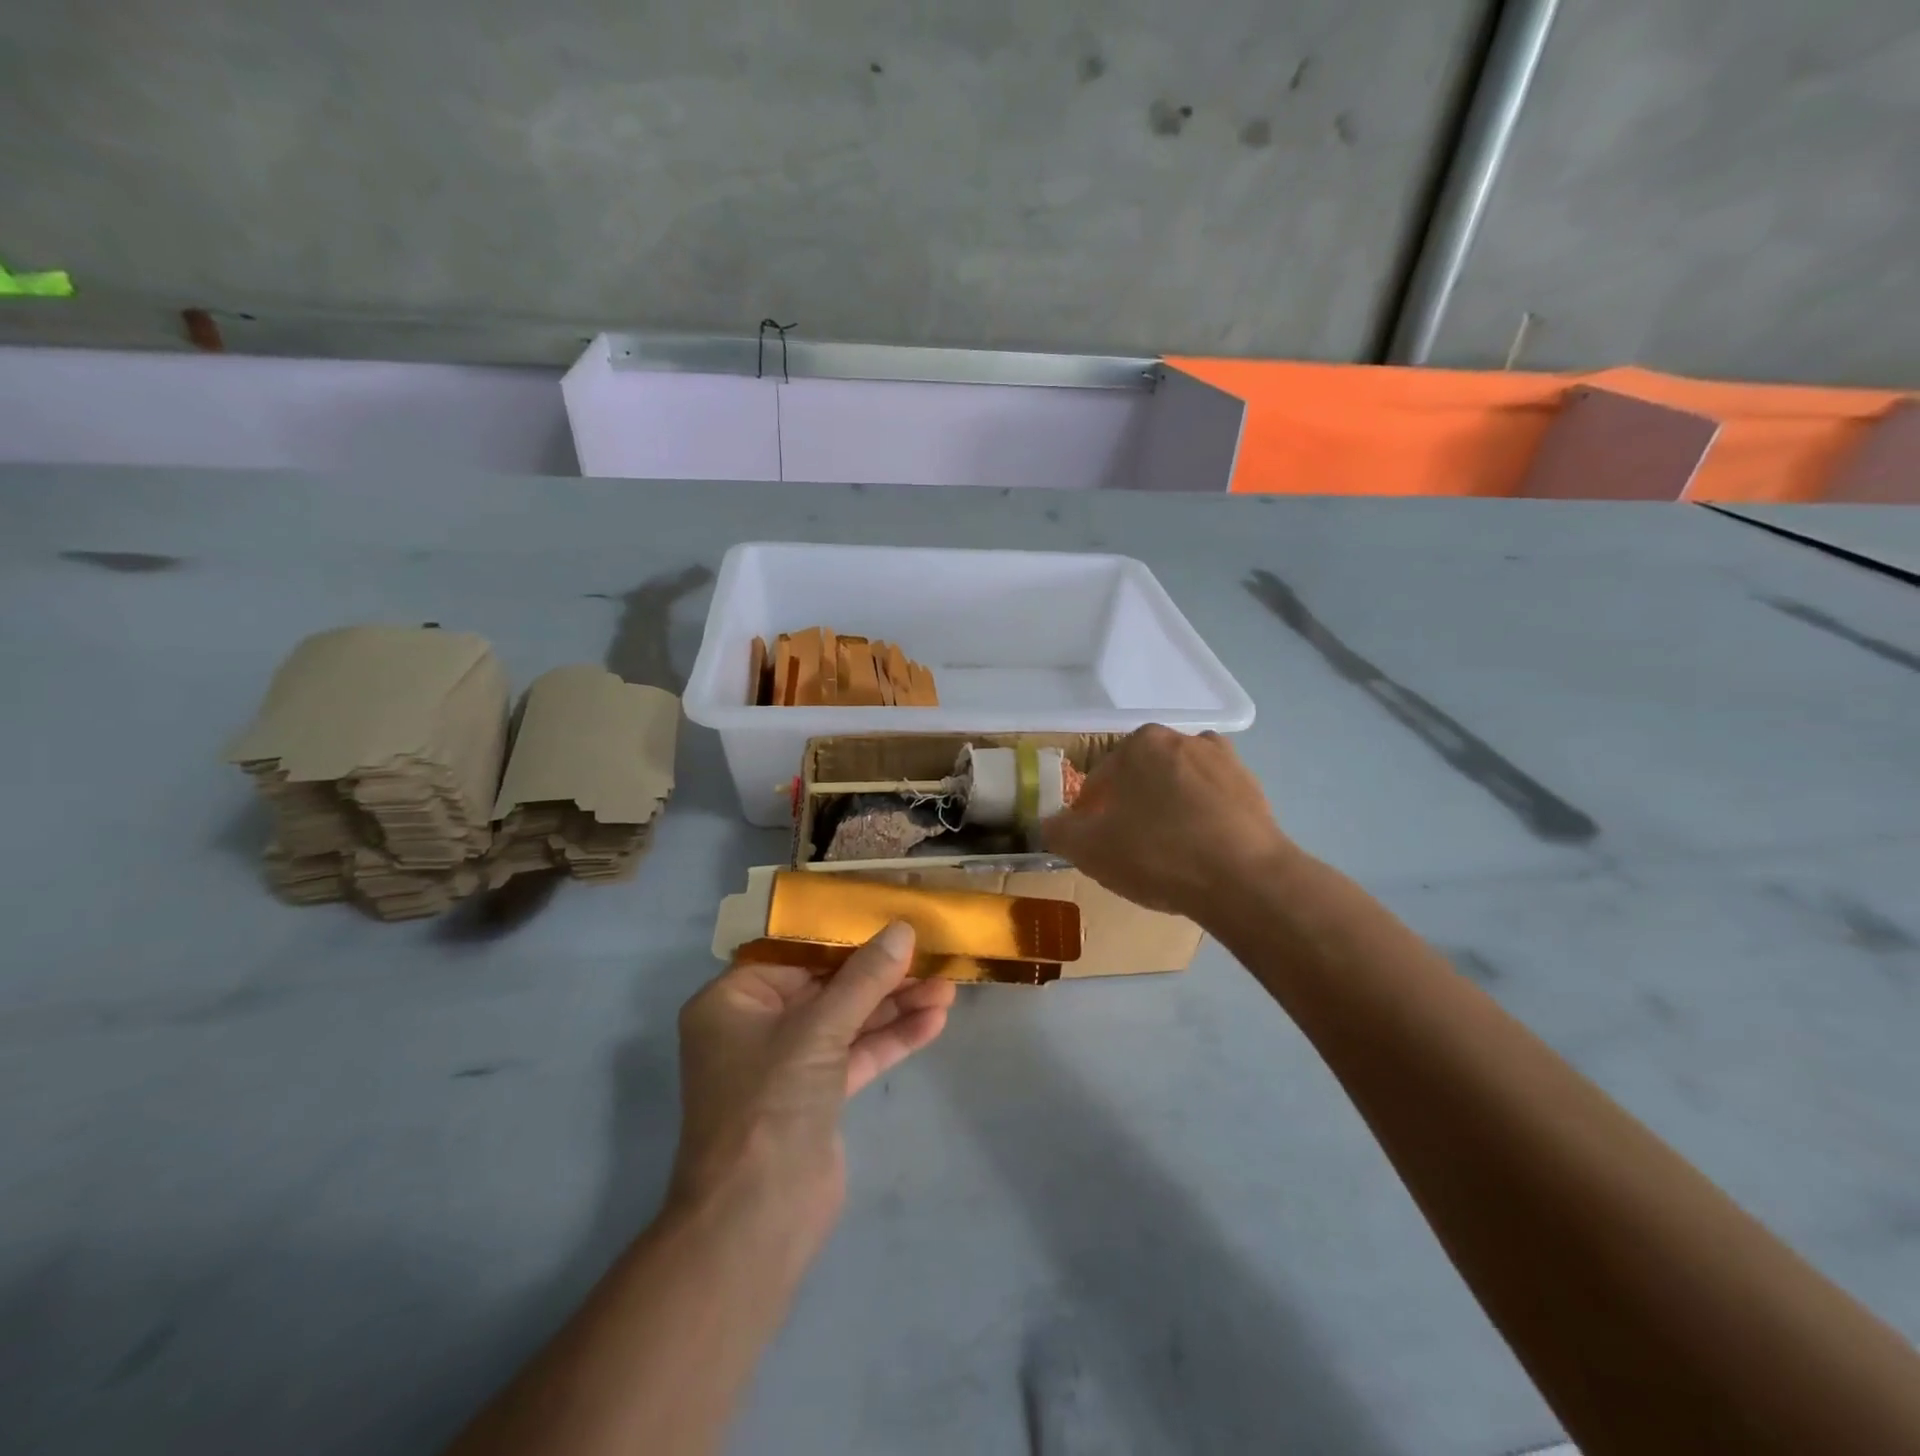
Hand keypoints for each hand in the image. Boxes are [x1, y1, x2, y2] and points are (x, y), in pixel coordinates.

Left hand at [669, 922, 955, 1250]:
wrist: (755, 1222)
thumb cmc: (769, 1105)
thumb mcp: (819, 1030)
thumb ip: (864, 979)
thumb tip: (902, 930)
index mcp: (734, 1000)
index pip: (796, 954)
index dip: (846, 937)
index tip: (891, 923)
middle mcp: (757, 1026)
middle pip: (827, 986)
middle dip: (880, 975)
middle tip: (930, 955)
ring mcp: (788, 1063)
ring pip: (847, 1021)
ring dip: (894, 1006)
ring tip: (947, 987)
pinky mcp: (817, 1096)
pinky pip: (856, 1054)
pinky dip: (891, 1039)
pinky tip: (933, 1021)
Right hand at [1043, 725, 1292, 919]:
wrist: (1245, 879)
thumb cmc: (1157, 854)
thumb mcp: (1090, 849)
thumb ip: (1060, 832)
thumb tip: (1051, 824)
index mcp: (1140, 744)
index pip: (1100, 779)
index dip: (1090, 813)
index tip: (1093, 842)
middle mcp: (1183, 739)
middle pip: (1143, 777)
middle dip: (1132, 806)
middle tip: (1129, 847)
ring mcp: (1224, 762)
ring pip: (1180, 785)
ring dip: (1170, 808)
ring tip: (1169, 850)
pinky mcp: (1254, 789)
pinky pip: (1214, 801)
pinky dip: (1204, 818)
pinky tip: (1202, 850)